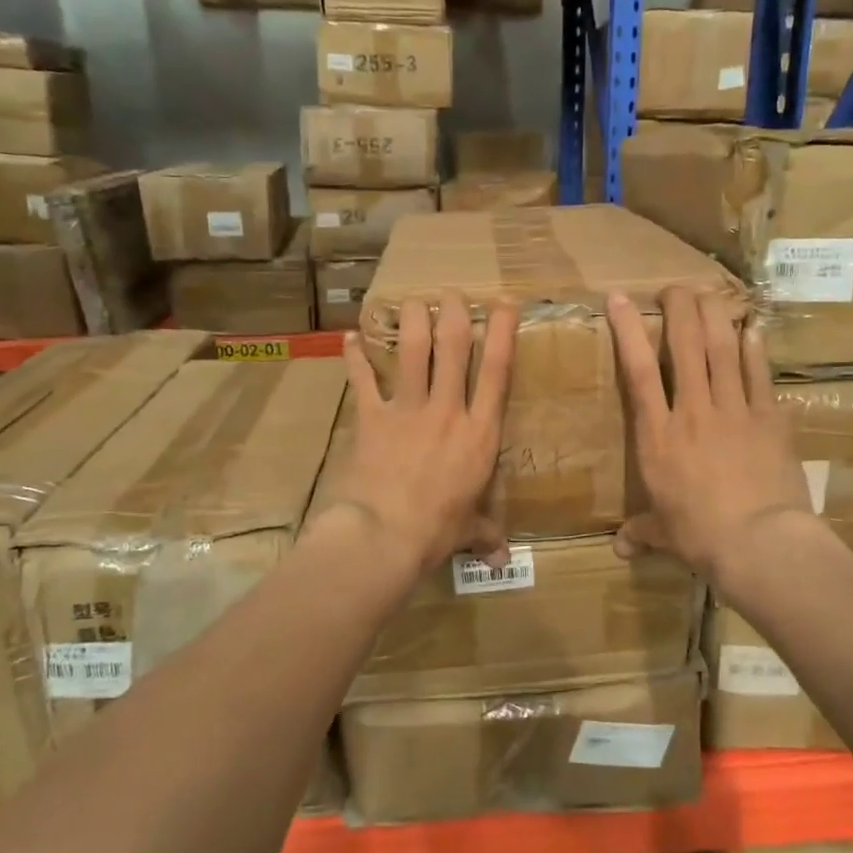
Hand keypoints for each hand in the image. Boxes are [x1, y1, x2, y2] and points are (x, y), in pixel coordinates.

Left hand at [326, 293, 518, 577]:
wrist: (384, 535)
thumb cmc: (436, 531)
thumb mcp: (468, 530)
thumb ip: (485, 534)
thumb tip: (500, 559)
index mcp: (479, 432)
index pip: (497, 371)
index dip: (502, 332)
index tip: (503, 302)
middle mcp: (447, 410)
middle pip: (453, 347)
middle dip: (454, 313)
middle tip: (451, 293)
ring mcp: (407, 409)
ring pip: (413, 350)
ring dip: (412, 320)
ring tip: (411, 300)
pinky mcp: (372, 417)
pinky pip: (363, 379)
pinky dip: (355, 357)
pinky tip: (349, 337)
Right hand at [607, 286, 815, 587]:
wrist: (759, 542)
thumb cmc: (700, 536)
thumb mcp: (665, 534)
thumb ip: (642, 532)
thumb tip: (620, 548)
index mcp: (658, 435)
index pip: (637, 371)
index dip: (629, 330)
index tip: (621, 298)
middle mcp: (693, 411)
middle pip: (685, 345)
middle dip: (678, 308)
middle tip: (674, 288)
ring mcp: (735, 410)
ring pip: (722, 349)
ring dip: (715, 316)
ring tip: (709, 293)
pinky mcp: (770, 419)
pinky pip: (760, 374)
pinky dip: (755, 349)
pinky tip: (753, 328)